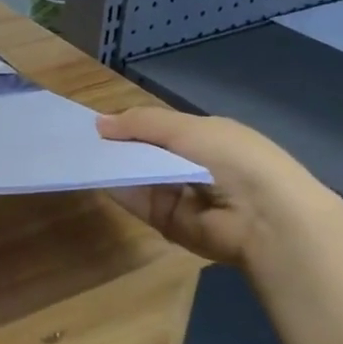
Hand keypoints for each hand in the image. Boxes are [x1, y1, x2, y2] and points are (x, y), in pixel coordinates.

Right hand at [97, 107, 324, 266]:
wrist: (264, 218)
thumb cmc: (232, 158)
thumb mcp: (187, 128)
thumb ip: (142, 123)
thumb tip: (99, 123)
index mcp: (204, 137)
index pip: (158, 128)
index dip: (129, 124)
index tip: (96, 122)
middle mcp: (190, 165)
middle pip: (144, 153)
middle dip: (117, 145)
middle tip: (78, 138)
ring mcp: (178, 195)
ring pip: (137, 176)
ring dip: (112, 166)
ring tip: (78, 153)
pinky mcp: (166, 221)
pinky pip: (136, 201)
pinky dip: (117, 189)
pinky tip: (94, 174)